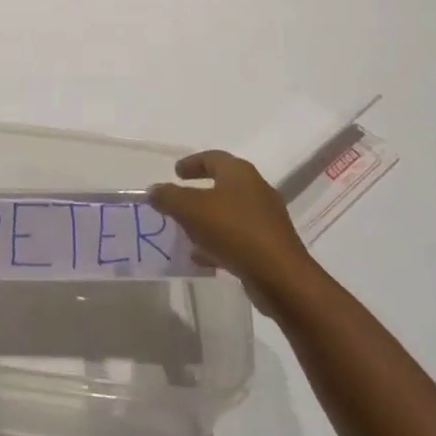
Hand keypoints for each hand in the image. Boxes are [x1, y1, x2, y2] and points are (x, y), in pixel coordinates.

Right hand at [149, 151, 309, 301]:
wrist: (281, 277)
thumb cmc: (234, 231)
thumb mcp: (191, 210)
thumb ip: (169, 197)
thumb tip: (154, 190)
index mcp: (239, 173)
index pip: (212, 158)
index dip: (192, 163)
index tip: (175, 172)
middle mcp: (256, 190)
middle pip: (223, 184)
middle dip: (199, 193)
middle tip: (179, 201)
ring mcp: (267, 219)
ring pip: (230, 213)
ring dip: (208, 220)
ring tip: (186, 232)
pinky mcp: (270, 246)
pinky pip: (239, 238)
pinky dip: (219, 242)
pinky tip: (203, 258)